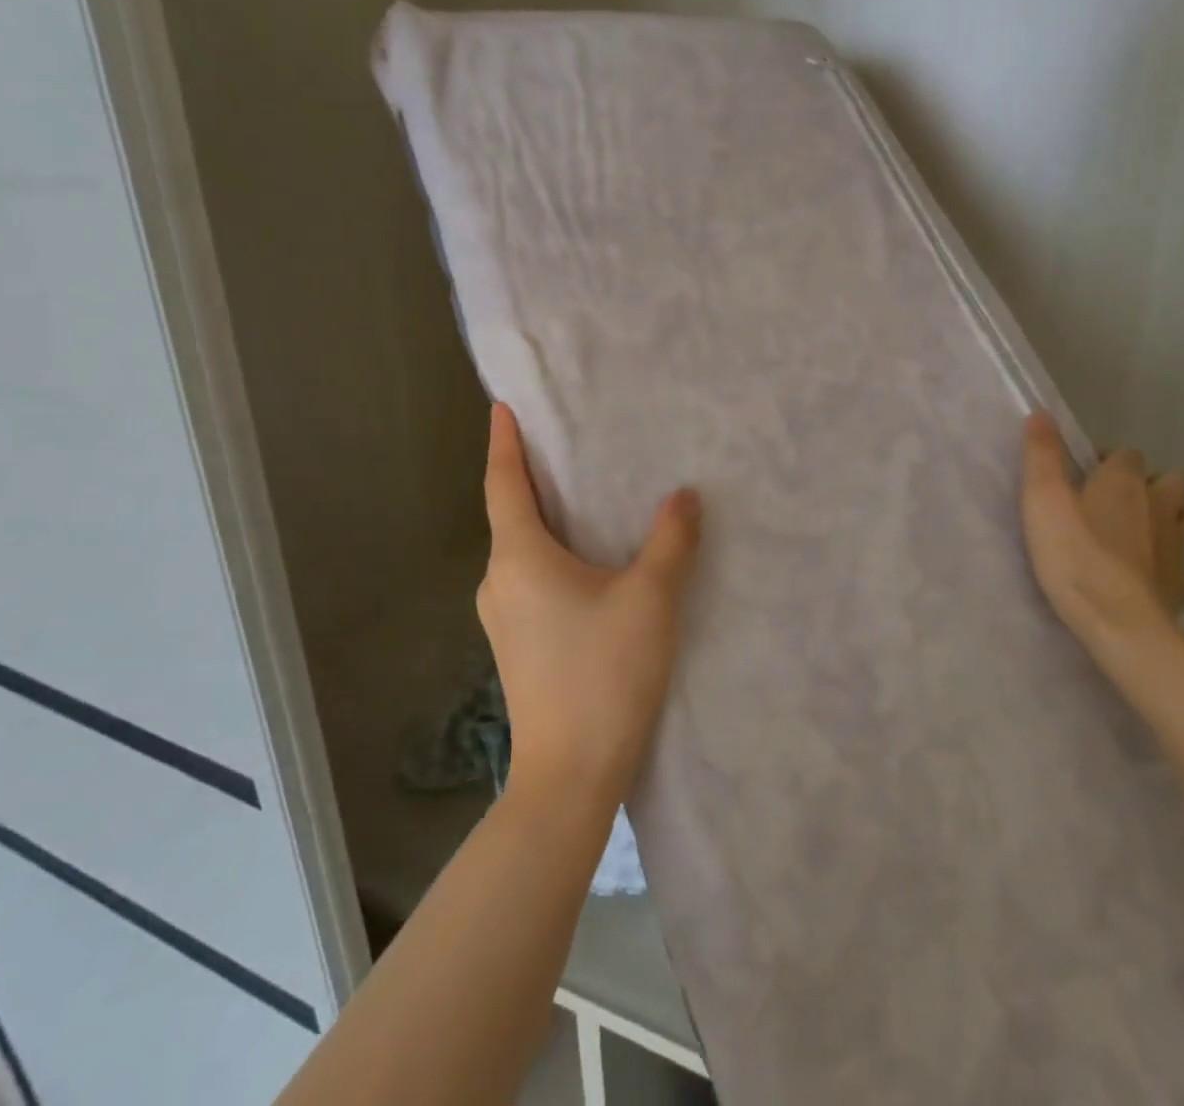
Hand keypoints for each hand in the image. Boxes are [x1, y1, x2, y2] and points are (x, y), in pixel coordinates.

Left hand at [477, 403, 701, 809]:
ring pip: (521, 550)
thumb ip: (671, 540)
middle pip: (511, 514)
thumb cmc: (605, 674)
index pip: (504, 484)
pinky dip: (550, 554)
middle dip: (532, 478)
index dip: (503, 443)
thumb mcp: (650, 599)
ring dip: (544, 520)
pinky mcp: (516, 645)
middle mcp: (499, 581)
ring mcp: (502, 617)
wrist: (571, 775)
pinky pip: (529, 579)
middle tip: (564, 447)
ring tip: (581, 498)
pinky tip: (585, 563)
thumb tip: (684, 496)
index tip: (501, 407)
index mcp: (519, 558)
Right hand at [1019, 411, 1183, 655]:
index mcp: (1125, 482)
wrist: (1123, 625)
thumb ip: (1041, 456)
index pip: (1126, 454)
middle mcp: (1161, 505)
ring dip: (1170, 518)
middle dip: (1150, 484)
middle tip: (1115, 503)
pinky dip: (1172, 564)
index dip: (1106, 461)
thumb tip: (1041, 413)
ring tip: (1139, 533)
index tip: (1082, 478)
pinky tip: (1153, 574)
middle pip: (1172, 480)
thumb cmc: (1076, 557)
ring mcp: (1179, 546)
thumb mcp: (1043, 501)